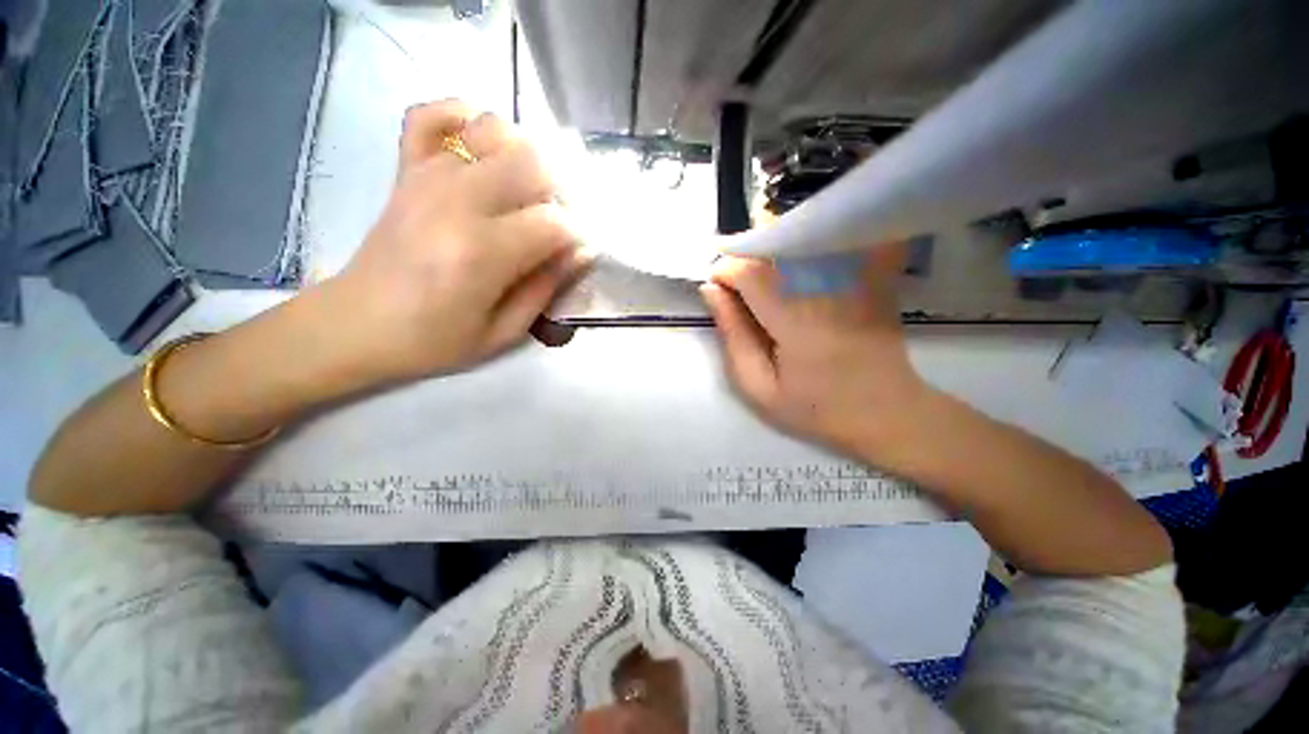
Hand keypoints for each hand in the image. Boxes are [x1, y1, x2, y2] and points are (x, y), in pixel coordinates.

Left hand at [325, 99, 588, 385]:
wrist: (358, 324)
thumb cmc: (435, 339)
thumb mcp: (504, 331)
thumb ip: (547, 288)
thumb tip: (582, 252)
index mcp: (483, 252)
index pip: (555, 220)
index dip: (576, 235)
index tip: (572, 253)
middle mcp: (458, 201)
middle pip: (532, 160)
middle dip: (556, 190)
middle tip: (551, 221)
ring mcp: (428, 176)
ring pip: (493, 128)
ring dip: (520, 154)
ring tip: (521, 190)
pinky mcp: (406, 169)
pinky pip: (432, 115)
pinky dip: (461, 118)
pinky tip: (478, 147)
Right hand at [700, 247, 929, 459]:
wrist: (886, 411)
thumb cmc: (816, 407)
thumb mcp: (759, 387)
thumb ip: (733, 337)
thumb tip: (711, 291)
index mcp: (795, 321)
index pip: (750, 272)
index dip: (725, 271)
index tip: (716, 288)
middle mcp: (825, 289)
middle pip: (774, 248)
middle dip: (745, 259)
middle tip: (737, 288)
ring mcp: (852, 279)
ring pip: (799, 242)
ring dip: (770, 254)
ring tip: (763, 284)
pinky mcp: (869, 275)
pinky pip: (831, 245)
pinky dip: (806, 249)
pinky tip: (797, 273)